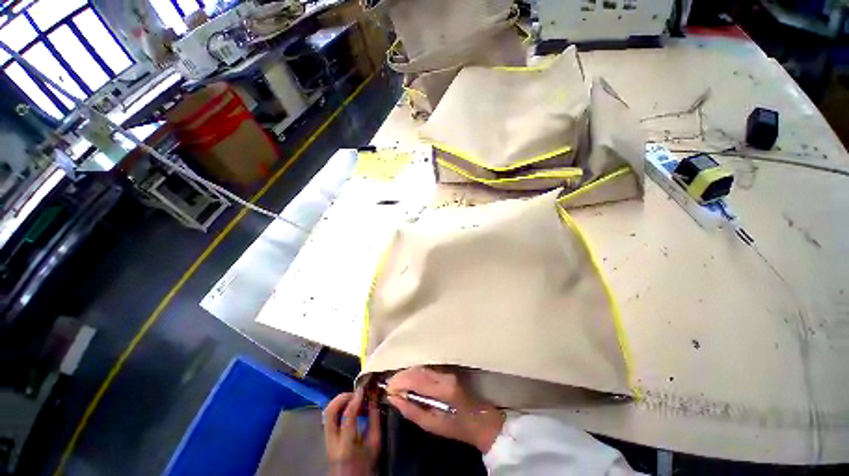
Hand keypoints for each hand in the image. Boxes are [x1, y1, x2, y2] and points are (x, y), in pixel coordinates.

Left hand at [323, 389, 380, 475]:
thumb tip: (375, 396)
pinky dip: (339, 407)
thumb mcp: (375, 443)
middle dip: (343, 397)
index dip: (356, 399)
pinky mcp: (326, 438)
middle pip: (330, 412)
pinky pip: (330, 417)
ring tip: (354, 399)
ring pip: (327, 413)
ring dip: (340, 401)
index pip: (347, 416)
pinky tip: (350, 408)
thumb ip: (375, 418)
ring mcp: (326, 441)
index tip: (364, 389)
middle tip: (356, 393)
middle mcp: (331, 442)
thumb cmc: (367, 465)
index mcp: (346, 445)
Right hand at [386, 367, 504, 452]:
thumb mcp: (432, 425)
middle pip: (418, 370)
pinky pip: (427, 368)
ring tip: (397, 383)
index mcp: (443, 389)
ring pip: (421, 367)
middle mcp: (445, 375)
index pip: (416, 379)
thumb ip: (412, 412)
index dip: (400, 381)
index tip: (388, 388)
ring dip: (407, 373)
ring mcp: (447, 370)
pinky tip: (408, 379)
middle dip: (401, 376)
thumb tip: (394, 399)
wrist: (479, 419)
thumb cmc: (456, 426)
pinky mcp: (447, 369)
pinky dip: (415, 372)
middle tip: (390, 385)